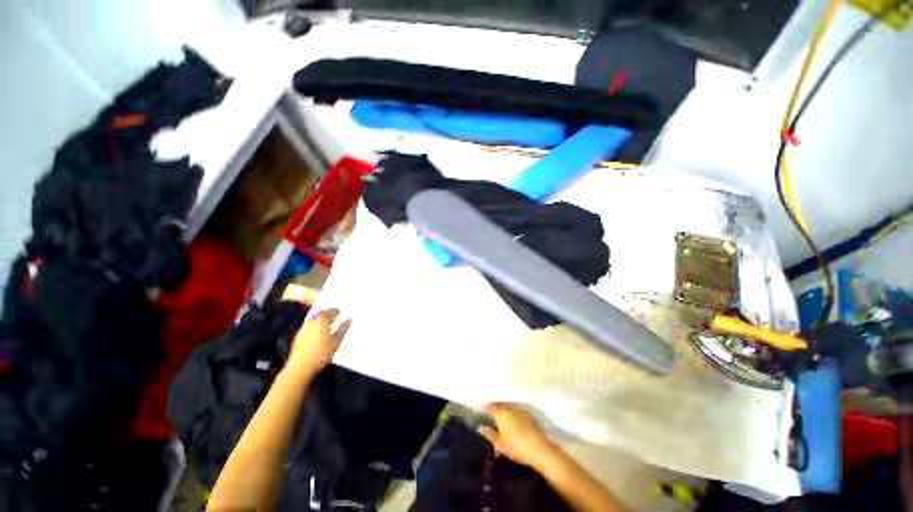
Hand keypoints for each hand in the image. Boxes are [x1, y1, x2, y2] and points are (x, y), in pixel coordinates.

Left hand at [289, 309, 349, 375]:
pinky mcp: (298, 336)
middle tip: (334, 315)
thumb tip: (349, 320)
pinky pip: (308, 326)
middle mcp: (311, 322)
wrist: (300, 367)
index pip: (329, 312)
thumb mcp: (336, 342)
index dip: (335, 310)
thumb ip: (343, 329)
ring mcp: (303, 329)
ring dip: (320, 319)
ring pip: (313, 319)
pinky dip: (314, 325)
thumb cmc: (321, 354)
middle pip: (319, 314)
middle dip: (327, 313)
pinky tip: (318, 332)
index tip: (339, 311)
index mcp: (322, 321)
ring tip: (327, 323)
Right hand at [480, 403, 554, 467]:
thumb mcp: (499, 444)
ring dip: (503, 410)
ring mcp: (520, 410)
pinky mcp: (529, 415)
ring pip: (508, 407)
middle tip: (490, 415)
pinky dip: (511, 414)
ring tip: (500, 419)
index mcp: (501, 413)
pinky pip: (516, 411)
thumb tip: (481, 428)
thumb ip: (489, 434)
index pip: (490, 407)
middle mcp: (510, 408)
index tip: (481, 412)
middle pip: (499, 405)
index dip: (485, 409)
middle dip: (494, 408)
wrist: (539, 449)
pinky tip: (512, 421)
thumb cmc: (516, 446)